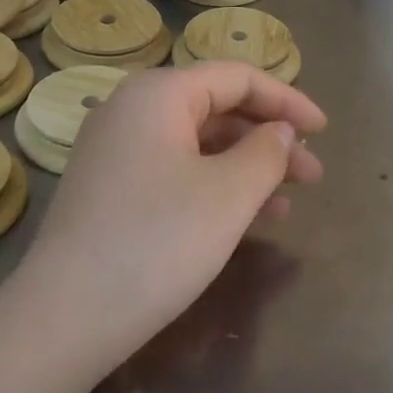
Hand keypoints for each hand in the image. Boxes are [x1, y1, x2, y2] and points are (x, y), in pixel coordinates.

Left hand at [15, 62, 325, 364]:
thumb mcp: (229, 194)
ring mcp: (115, 152)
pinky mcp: (109, 190)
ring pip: (197, 145)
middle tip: (313, 176)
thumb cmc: (158, 241)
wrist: (68, 315)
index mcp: (158, 94)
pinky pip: (174, 172)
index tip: (324, 131)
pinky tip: (243, 219)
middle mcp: (131, 111)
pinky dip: (213, 187)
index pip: (236, 77)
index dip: (287, 101)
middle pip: (216, 109)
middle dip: (269, 140)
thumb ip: (267, 152)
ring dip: (246, 168)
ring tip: (287, 204)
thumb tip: (279, 131)